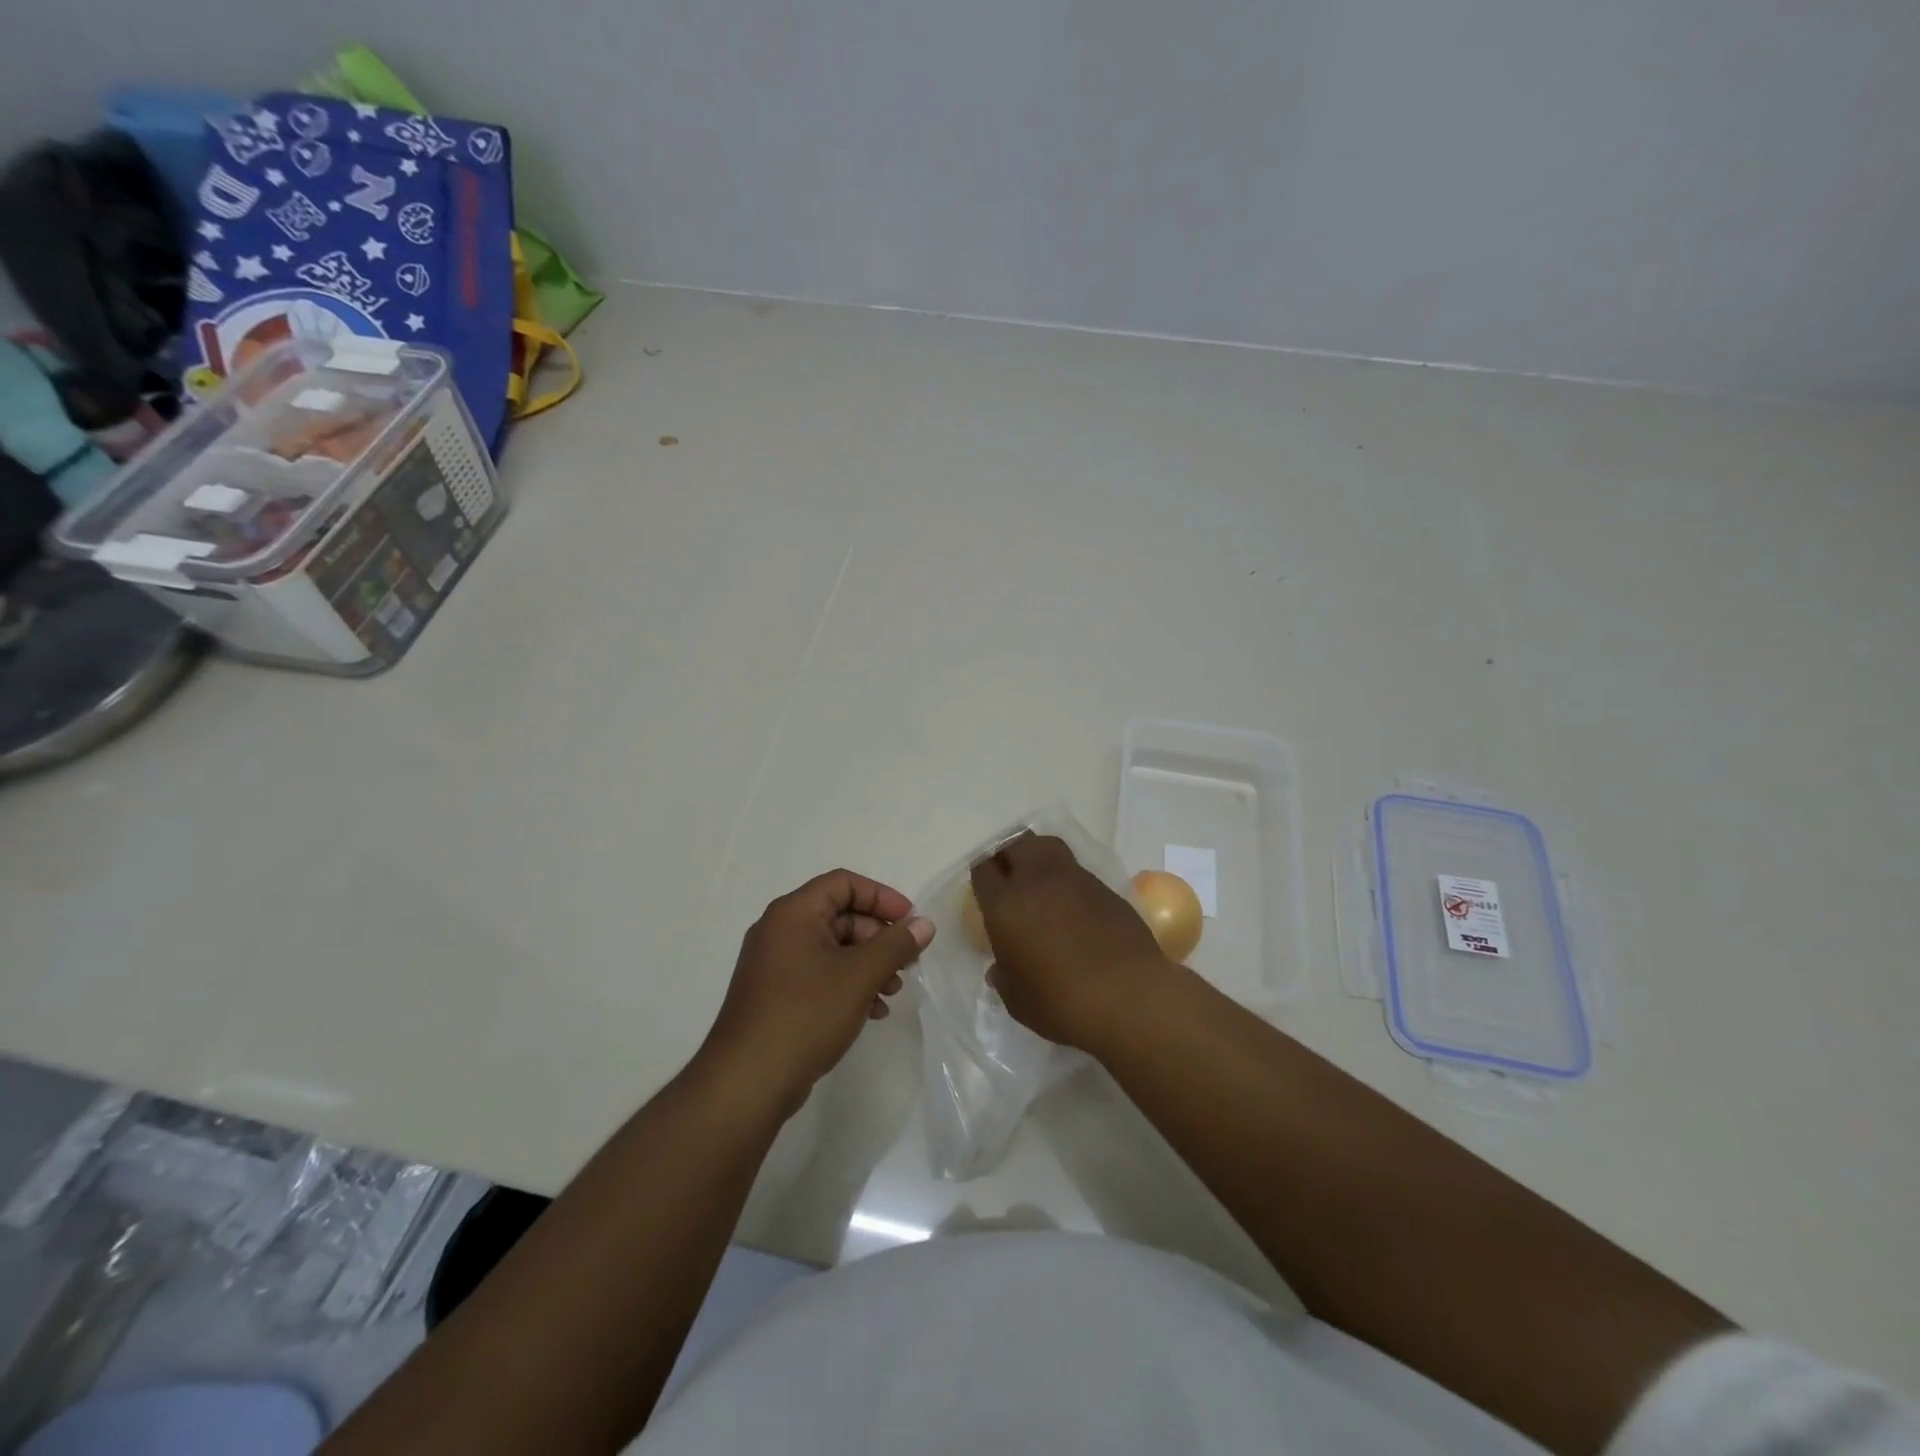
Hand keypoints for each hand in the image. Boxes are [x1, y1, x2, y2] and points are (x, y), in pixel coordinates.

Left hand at [699, 869, 933, 1118]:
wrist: (747, 1082)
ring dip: (868, 964)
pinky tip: (872, 1011)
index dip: (881, 897)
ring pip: (832, 949)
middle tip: (907, 963)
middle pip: (840, 916)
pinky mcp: (775, 995)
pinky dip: (848, 984)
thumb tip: (924, 924)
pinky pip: (819, 975)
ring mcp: (774, 965)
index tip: (909, 922)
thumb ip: (896, 945)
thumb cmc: (806, 1014)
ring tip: (893, 991)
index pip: (844, 883)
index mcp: (794, 913)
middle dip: (878, 937)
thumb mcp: (860, 975)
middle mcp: (780, 930)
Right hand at [970, 834, 1171, 1053]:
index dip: (983, 872)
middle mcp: (1036, 881)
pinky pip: (1077, 870)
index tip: (986, 884)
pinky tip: (1073, 904)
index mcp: (1005, 905)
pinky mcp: (1104, 887)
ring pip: (1048, 846)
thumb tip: (1000, 969)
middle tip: (1009, 874)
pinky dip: (1068, 878)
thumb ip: (1004, 978)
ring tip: (1039, 880)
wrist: (1128, 996)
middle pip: (1016, 844)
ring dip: (1038, 856)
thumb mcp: (1018, 1000)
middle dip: (1009, 853)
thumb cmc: (1062, 1003)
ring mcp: (1074, 879)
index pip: (984, 869)